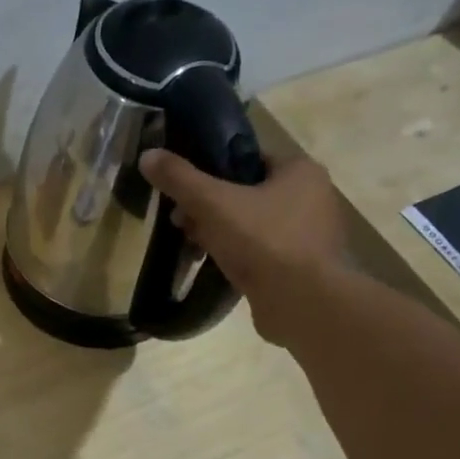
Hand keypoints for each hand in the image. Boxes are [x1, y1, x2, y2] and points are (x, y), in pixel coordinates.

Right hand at [138, 148, 346, 345]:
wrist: (303, 303)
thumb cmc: (263, 242)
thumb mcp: (213, 203)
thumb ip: (180, 178)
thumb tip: (147, 155)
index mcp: (300, 171)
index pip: (248, 158)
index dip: (211, 170)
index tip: (184, 190)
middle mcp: (312, 198)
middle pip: (246, 193)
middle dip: (209, 207)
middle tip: (181, 222)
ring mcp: (309, 235)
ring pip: (252, 225)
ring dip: (220, 233)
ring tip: (193, 246)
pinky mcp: (301, 268)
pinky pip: (261, 252)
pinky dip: (238, 256)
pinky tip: (215, 267)